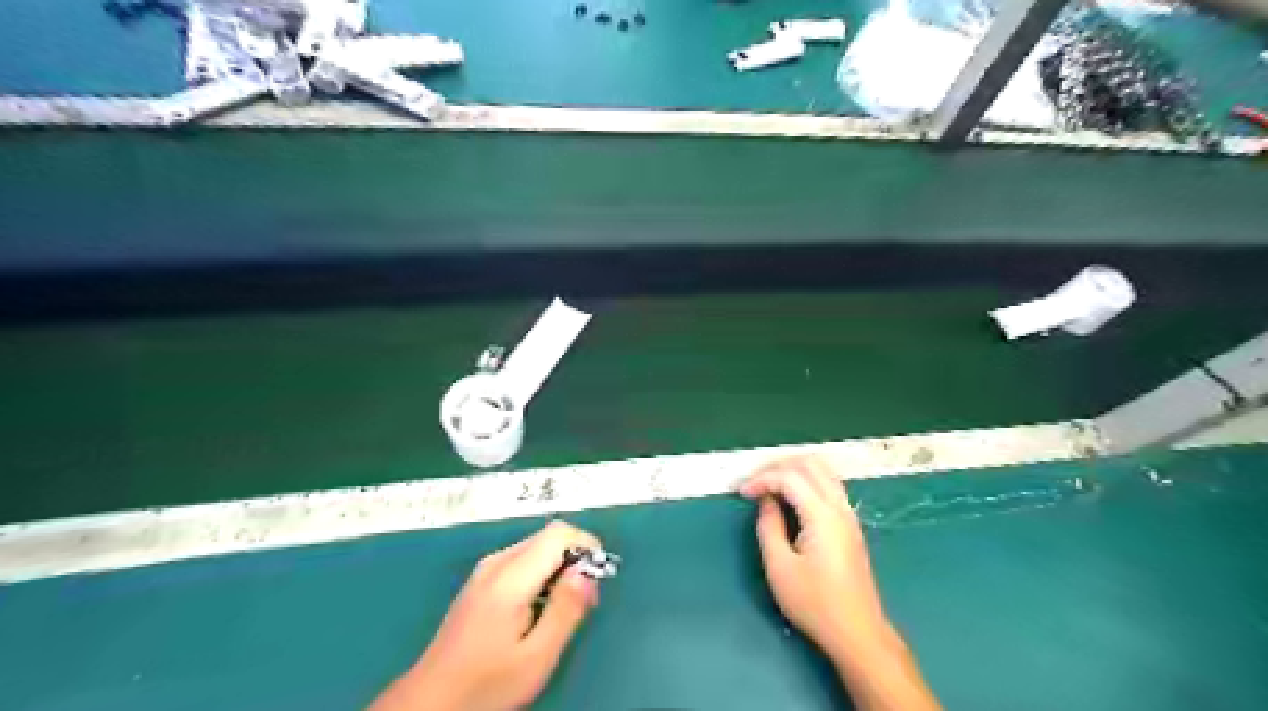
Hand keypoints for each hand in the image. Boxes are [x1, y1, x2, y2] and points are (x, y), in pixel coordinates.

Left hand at [370, 518, 599, 706]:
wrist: (430, 702)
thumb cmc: (486, 685)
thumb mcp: (537, 657)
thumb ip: (566, 609)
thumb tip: (587, 571)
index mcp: (511, 577)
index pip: (559, 533)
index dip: (586, 547)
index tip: (595, 582)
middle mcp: (497, 563)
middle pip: (548, 538)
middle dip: (574, 560)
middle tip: (582, 603)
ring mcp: (485, 570)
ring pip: (536, 548)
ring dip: (558, 569)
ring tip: (560, 612)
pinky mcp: (481, 581)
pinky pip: (522, 561)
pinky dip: (541, 575)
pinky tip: (537, 611)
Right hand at [741, 456, 933, 710]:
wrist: (857, 632)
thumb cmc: (815, 603)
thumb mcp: (779, 567)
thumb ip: (768, 526)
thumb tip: (765, 501)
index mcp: (823, 515)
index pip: (790, 477)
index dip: (762, 479)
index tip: (741, 493)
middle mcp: (840, 507)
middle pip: (810, 464)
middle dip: (778, 466)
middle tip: (754, 480)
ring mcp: (849, 515)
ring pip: (823, 471)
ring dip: (793, 470)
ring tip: (768, 484)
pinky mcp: (850, 525)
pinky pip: (828, 486)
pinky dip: (806, 481)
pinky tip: (790, 497)